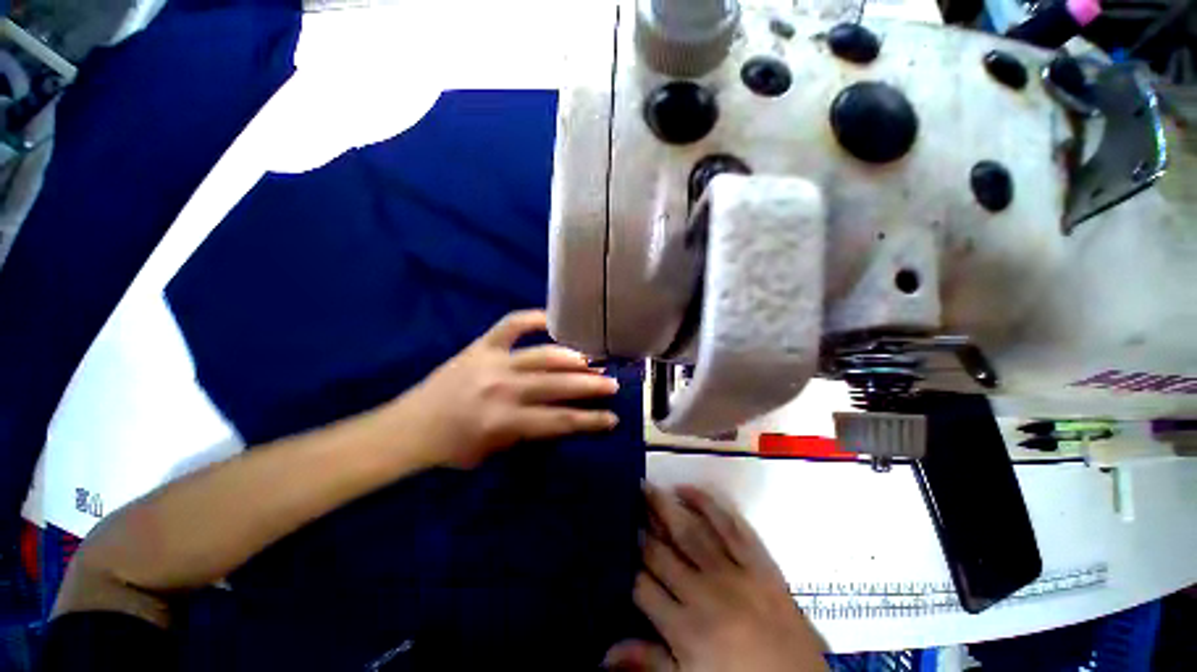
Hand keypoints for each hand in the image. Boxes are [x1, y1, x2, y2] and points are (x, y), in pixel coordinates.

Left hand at [395, 309, 619, 468]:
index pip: (559, 421)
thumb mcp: (495, 451)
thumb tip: (563, 416)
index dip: (589, 421)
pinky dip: (532, 318)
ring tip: (593, 359)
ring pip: (543, 355)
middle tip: (613, 384)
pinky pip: (511, 325)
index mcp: (504, 421)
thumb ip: (530, 432)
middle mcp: (502, 389)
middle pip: (557, 385)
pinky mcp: (480, 346)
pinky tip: (552, 319)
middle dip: (590, 386)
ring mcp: (492, 362)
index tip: (613, 418)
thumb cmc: (453, 447)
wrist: (410, 427)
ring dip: (572, 358)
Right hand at [606, 485, 827, 671]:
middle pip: (662, 552)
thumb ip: (650, 663)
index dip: (627, 564)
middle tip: (626, 500)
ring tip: (648, 486)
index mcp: (686, 627)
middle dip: (641, 526)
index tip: (615, 541)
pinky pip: (731, 526)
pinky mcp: (760, 563)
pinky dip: (709, 504)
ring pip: (691, 531)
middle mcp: (705, 591)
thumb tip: (604, 653)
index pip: (642, 587)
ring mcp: (735, 573)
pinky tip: (690, 489)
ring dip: (667, 507)